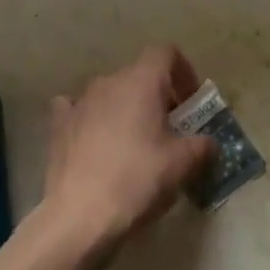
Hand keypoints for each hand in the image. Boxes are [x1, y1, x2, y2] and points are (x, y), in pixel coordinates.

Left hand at [39, 45, 214, 256]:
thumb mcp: (182, 165)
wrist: (79, 216)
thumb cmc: (137, 180)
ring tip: (135, 144)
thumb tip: (209, 143)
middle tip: (171, 131)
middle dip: (158, 96)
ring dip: (126, 108)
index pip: (166, 53)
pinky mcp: (60, 124)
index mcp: (141, 81)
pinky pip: (78, 109)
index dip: (183, 71)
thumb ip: (202, 146)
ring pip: (111, 93)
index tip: (191, 103)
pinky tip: (95, 142)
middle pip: (139, 75)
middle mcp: (109, 81)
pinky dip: (91, 119)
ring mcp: (80, 101)